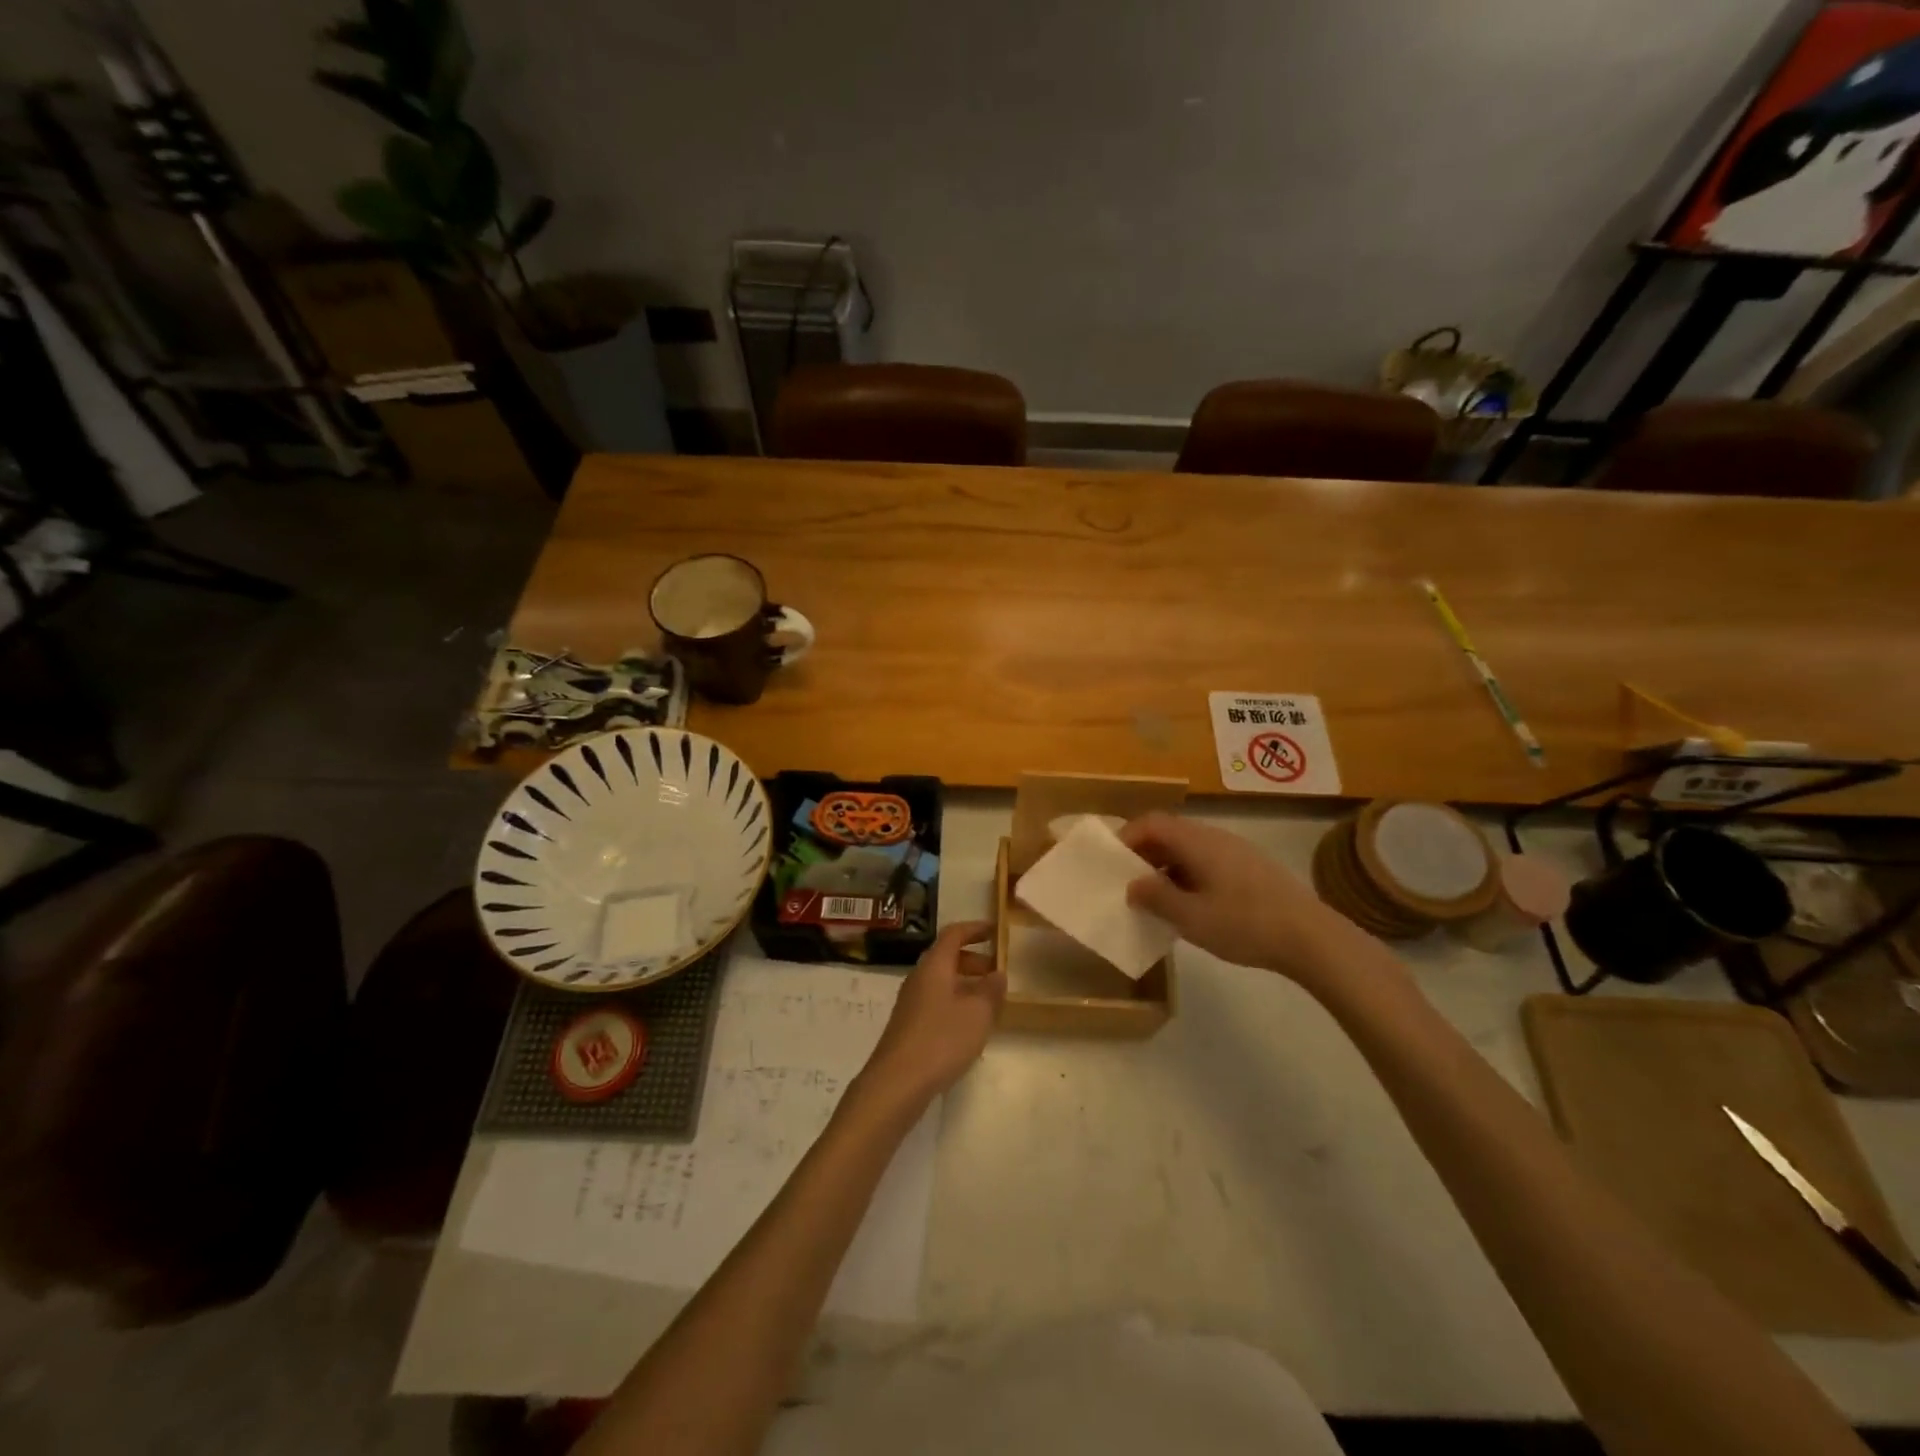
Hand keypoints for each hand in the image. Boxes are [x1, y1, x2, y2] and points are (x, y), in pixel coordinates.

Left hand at [859, 920, 1003, 1106]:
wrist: (896, 1083)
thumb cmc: (941, 1040)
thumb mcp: (977, 1014)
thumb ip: (991, 991)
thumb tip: (998, 973)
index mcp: (934, 966)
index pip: (954, 934)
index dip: (975, 929)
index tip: (996, 931)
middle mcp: (919, 978)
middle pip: (946, 957)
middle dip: (974, 960)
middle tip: (997, 972)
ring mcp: (910, 1002)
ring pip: (941, 981)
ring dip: (965, 983)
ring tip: (988, 1001)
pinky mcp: (908, 1025)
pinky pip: (936, 1001)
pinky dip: (955, 1002)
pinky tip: (968, 1026)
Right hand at [1121, 813, 1359, 984]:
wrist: (1311, 938)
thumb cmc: (1245, 924)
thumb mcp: (1192, 918)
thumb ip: (1157, 898)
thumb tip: (1132, 884)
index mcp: (1197, 842)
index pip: (1152, 823)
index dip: (1127, 837)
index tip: (1111, 862)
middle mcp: (1215, 837)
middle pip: (1170, 832)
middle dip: (1144, 853)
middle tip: (1128, 881)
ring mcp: (1236, 851)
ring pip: (1189, 848)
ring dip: (1166, 866)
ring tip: (1155, 897)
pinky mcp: (1250, 868)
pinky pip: (1206, 860)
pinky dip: (1187, 874)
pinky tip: (1190, 904)